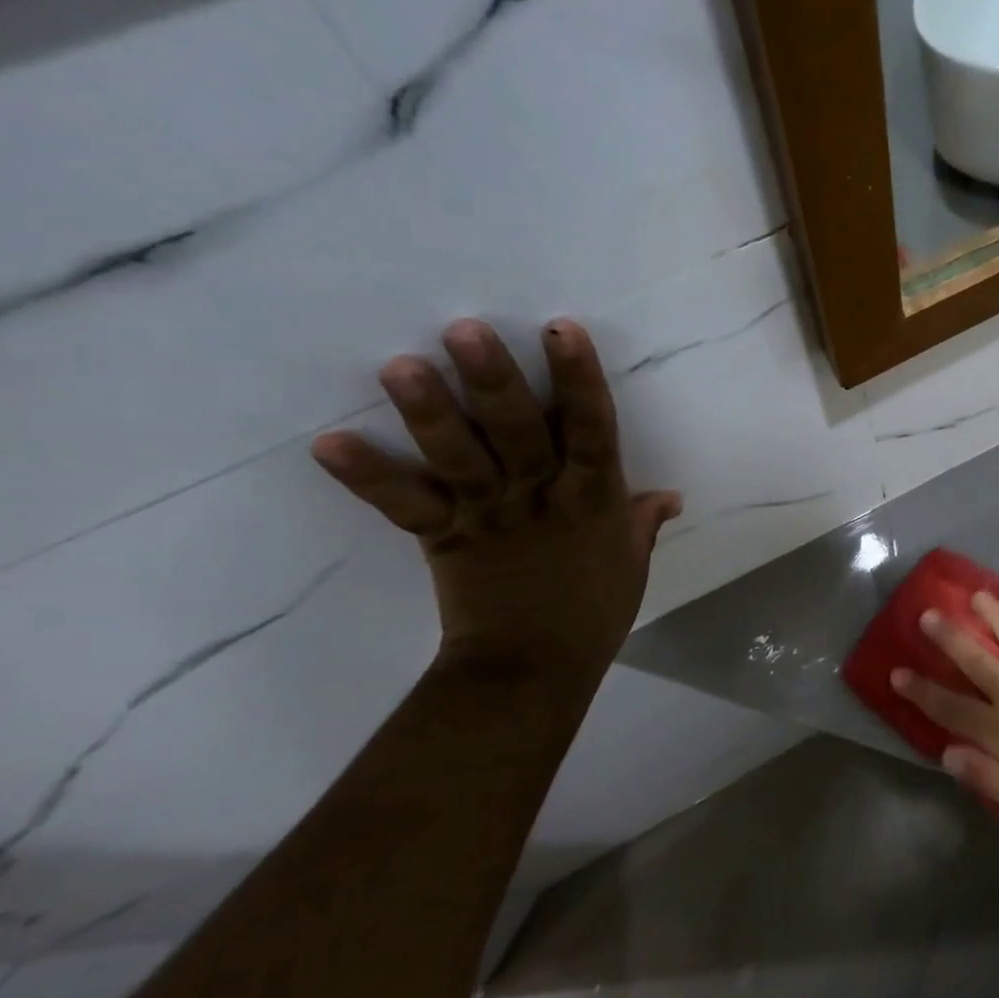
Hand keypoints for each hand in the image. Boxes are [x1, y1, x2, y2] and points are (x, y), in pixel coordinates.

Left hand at [311, 318, 680, 681]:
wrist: (534, 668)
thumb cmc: (594, 612)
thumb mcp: (632, 563)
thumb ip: (642, 521)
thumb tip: (669, 495)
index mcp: (594, 500)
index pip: (593, 430)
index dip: (579, 379)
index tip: (562, 328)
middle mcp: (542, 498)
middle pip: (520, 432)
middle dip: (495, 381)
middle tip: (464, 329)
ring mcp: (490, 516)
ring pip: (461, 459)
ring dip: (430, 413)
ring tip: (401, 366)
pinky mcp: (446, 538)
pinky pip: (406, 505)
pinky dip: (368, 476)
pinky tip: (329, 442)